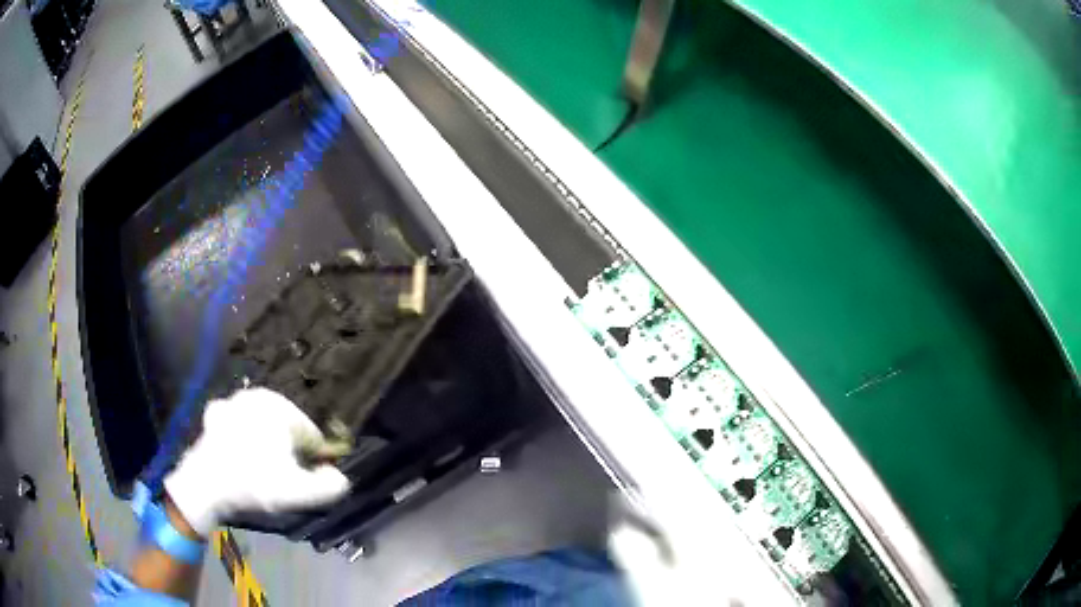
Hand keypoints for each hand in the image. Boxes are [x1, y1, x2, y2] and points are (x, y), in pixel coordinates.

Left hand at [164, 388, 351, 536]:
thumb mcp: (300, 492)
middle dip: (287, 451)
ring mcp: (233, 401)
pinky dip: (240, 437)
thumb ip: (330, 486)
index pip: (311, 435)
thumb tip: (339, 476)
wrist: (206, 483)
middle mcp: (257, 395)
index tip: (300, 480)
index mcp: (281, 407)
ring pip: (261, 425)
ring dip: (265, 445)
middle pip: (286, 428)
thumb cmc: (255, 483)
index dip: (311, 461)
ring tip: (257, 471)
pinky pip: (237, 424)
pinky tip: (238, 455)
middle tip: (278, 478)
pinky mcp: (215, 413)